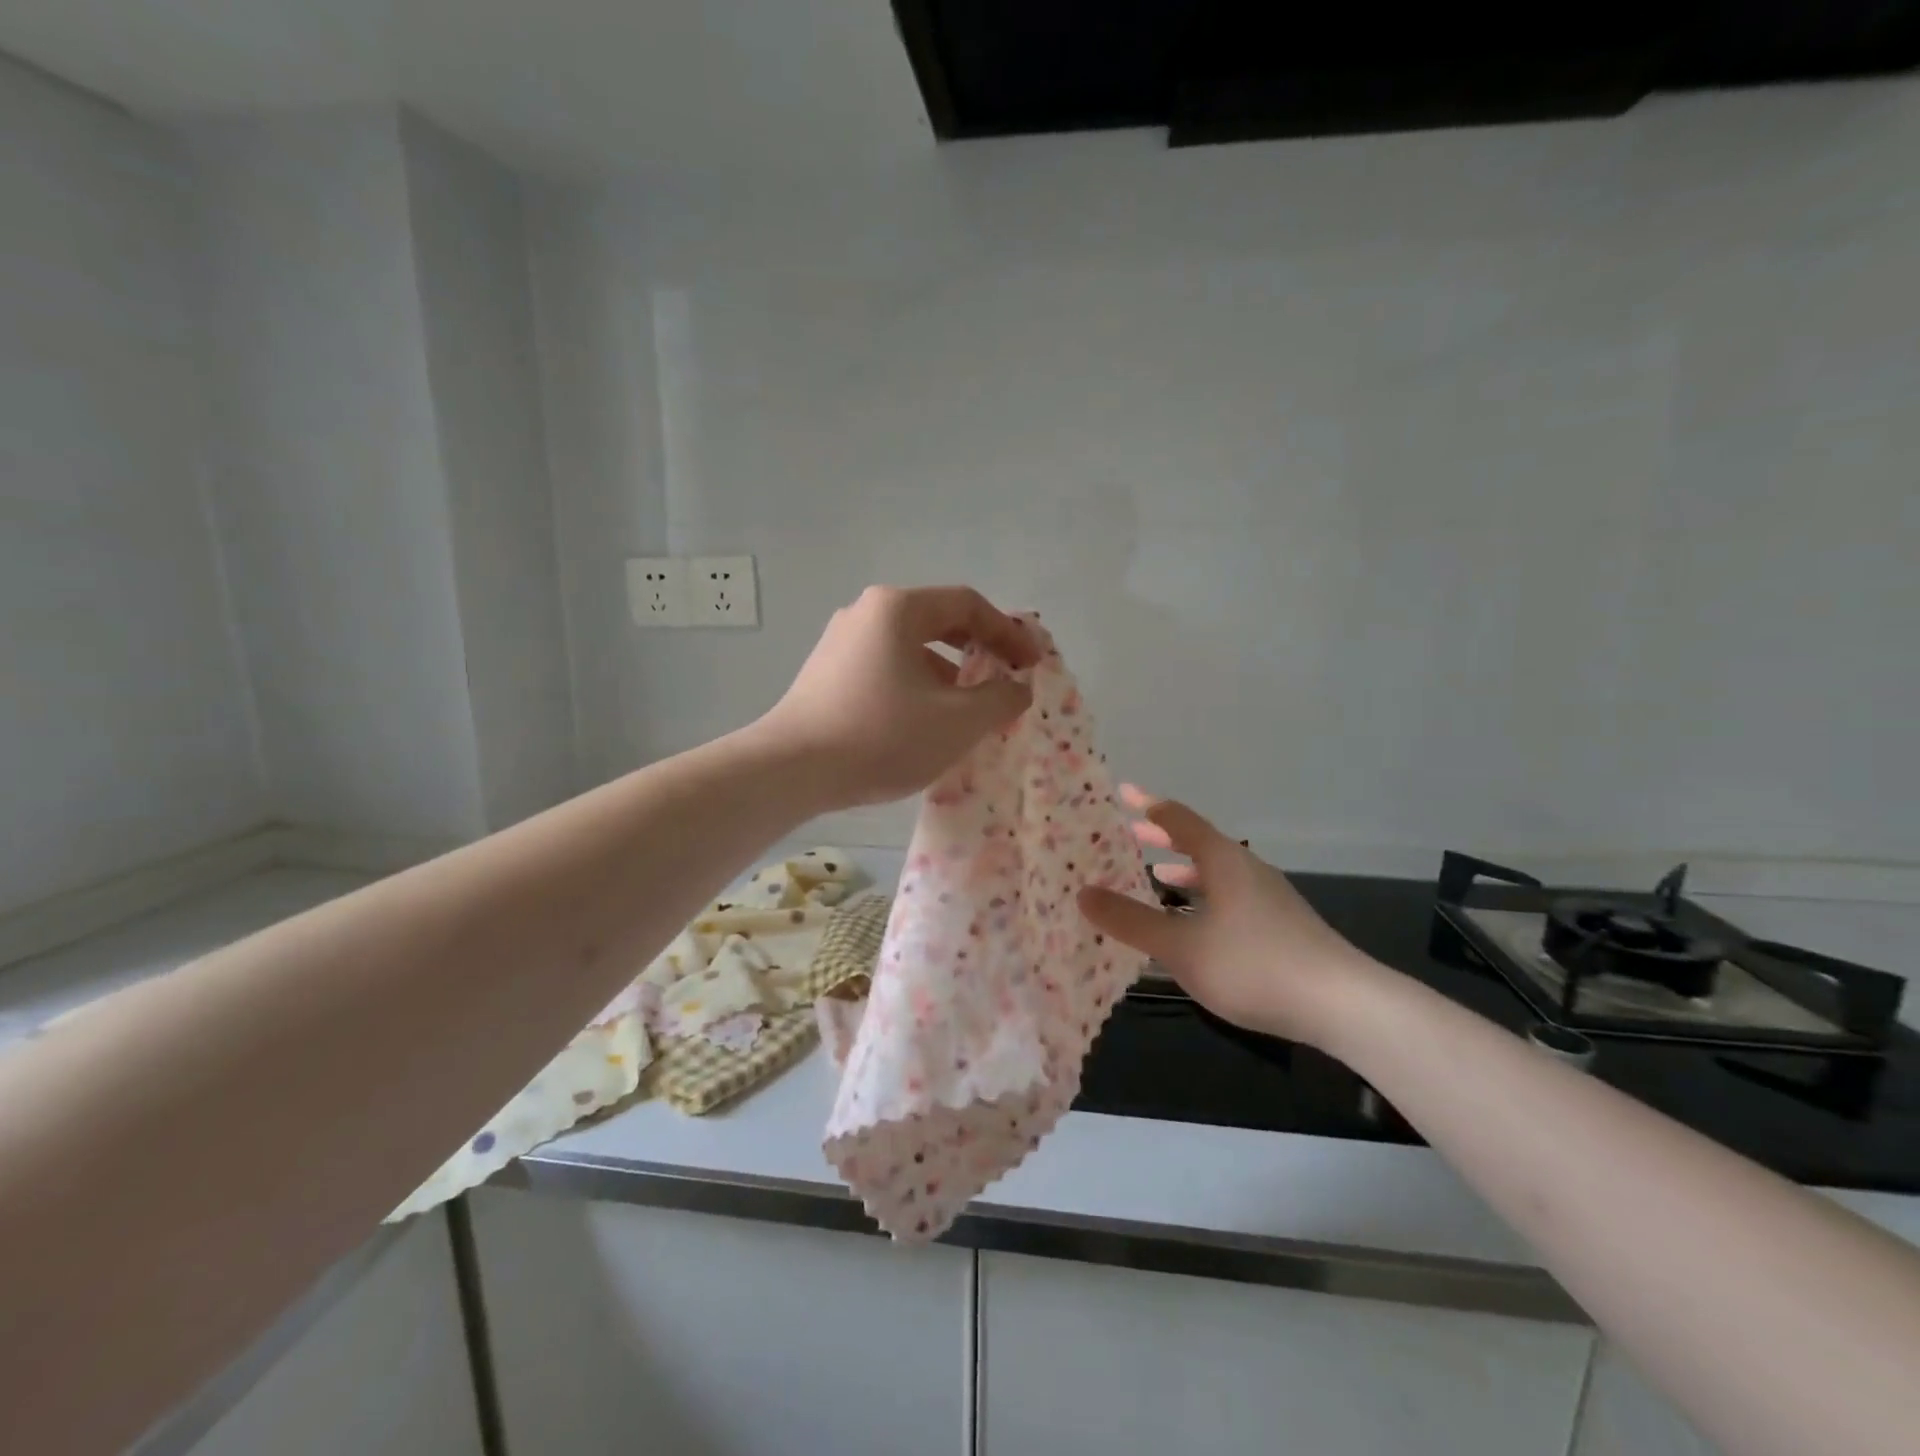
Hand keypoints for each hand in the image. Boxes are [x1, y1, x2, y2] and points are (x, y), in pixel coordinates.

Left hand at [757, 585, 1038, 809]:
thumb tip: (1017, 687)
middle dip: (978, 652)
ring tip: (968, 711)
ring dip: (948, 674)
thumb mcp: (957, 721)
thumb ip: (1000, 698)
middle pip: (938, 621)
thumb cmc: (882, 736)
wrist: (791, 771)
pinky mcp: (826, 672)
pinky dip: (917, 686)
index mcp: (898, 608)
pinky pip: (886, 667)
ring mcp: (841, 642)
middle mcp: (866, 612)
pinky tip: (924, 722)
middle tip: (1005, 680)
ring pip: (910, 648)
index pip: (968, 605)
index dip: (1008, 632)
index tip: (1032, 665)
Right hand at [1077, 786, 1390, 1047]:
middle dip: (1163, 837)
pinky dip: (1202, 898)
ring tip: (1156, 878)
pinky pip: (1229, 896)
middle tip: (1131, 833)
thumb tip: (1082, 893)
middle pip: (1199, 842)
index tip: (1122, 792)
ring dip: (1183, 871)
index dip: (1148, 805)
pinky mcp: (1280, 925)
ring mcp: (1268, 898)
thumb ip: (1130, 920)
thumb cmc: (1252, 965)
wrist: (1342, 1004)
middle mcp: (1247, 869)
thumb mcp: (1180, 946)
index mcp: (1222, 861)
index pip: (1178, 819)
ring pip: (1216, 872)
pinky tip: (1195, 926)